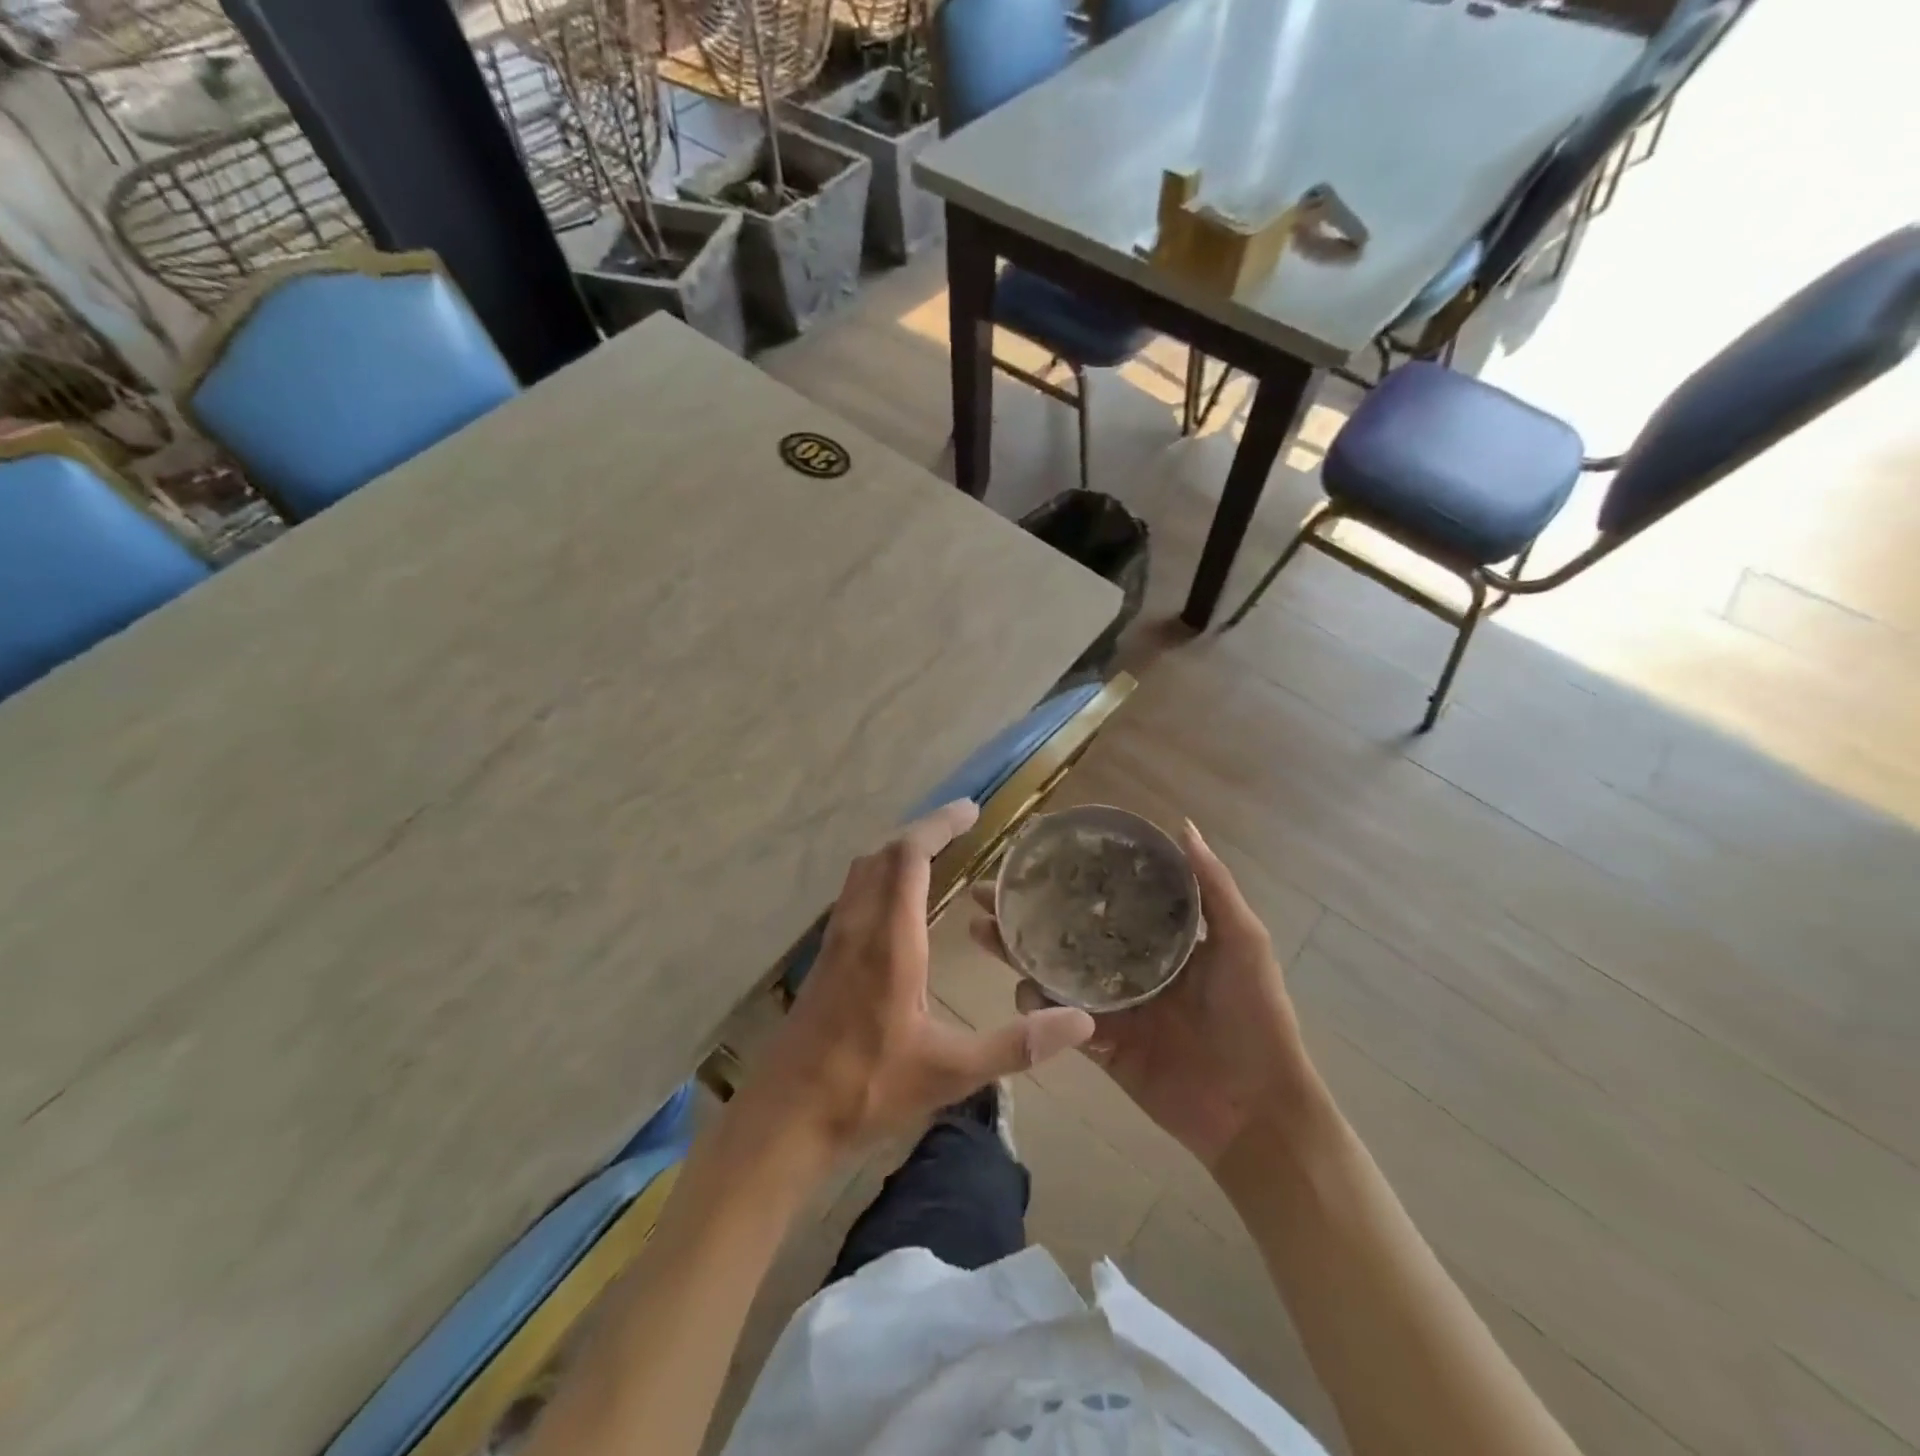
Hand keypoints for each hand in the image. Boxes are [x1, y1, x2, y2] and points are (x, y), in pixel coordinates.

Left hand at [741, 800, 1096, 1164]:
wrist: (785, 1117)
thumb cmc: (867, 1089)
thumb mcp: (951, 1072)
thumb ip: (1016, 1044)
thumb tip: (1080, 1020)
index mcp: (889, 941)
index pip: (908, 859)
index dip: (938, 826)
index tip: (971, 810)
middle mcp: (858, 928)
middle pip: (883, 855)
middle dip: (922, 831)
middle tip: (961, 827)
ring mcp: (835, 941)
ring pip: (862, 873)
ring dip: (897, 852)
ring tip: (935, 854)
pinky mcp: (825, 959)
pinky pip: (853, 894)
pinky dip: (880, 877)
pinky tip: (898, 905)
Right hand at [973, 820, 1313, 1168]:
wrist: (1255, 1109)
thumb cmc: (1255, 1016)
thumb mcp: (1243, 942)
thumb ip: (1213, 887)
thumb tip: (1182, 825)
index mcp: (1157, 936)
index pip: (1104, 895)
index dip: (1069, 873)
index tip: (1032, 850)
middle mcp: (1125, 963)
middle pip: (1066, 929)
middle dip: (1025, 909)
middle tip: (986, 890)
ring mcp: (1108, 1003)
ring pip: (1052, 969)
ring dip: (1016, 950)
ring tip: (981, 928)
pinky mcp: (1098, 1042)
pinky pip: (1058, 1019)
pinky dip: (1035, 1005)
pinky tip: (1018, 987)